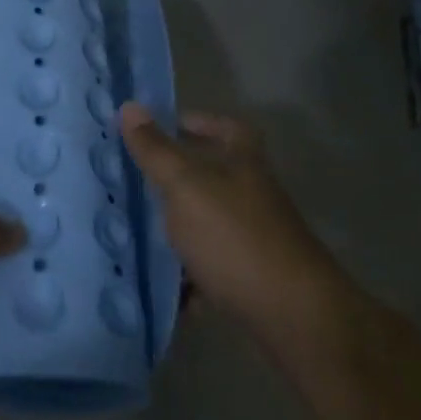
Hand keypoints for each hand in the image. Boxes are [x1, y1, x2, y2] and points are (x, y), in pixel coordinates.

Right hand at [119, 103, 341, 338]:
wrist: (291, 313)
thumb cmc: (234, 236)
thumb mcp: (186, 186)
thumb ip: (156, 150)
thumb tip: (129, 106)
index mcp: (243, 162)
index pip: (226, 127)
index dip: (199, 122)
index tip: (165, 129)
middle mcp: (254, 194)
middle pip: (216, 177)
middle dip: (179, 180)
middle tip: (137, 182)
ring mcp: (256, 238)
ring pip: (210, 225)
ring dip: (180, 230)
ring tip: (138, 234)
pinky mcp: (253, 279)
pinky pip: (213, 270)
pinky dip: (190, 278)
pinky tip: (163, 286)